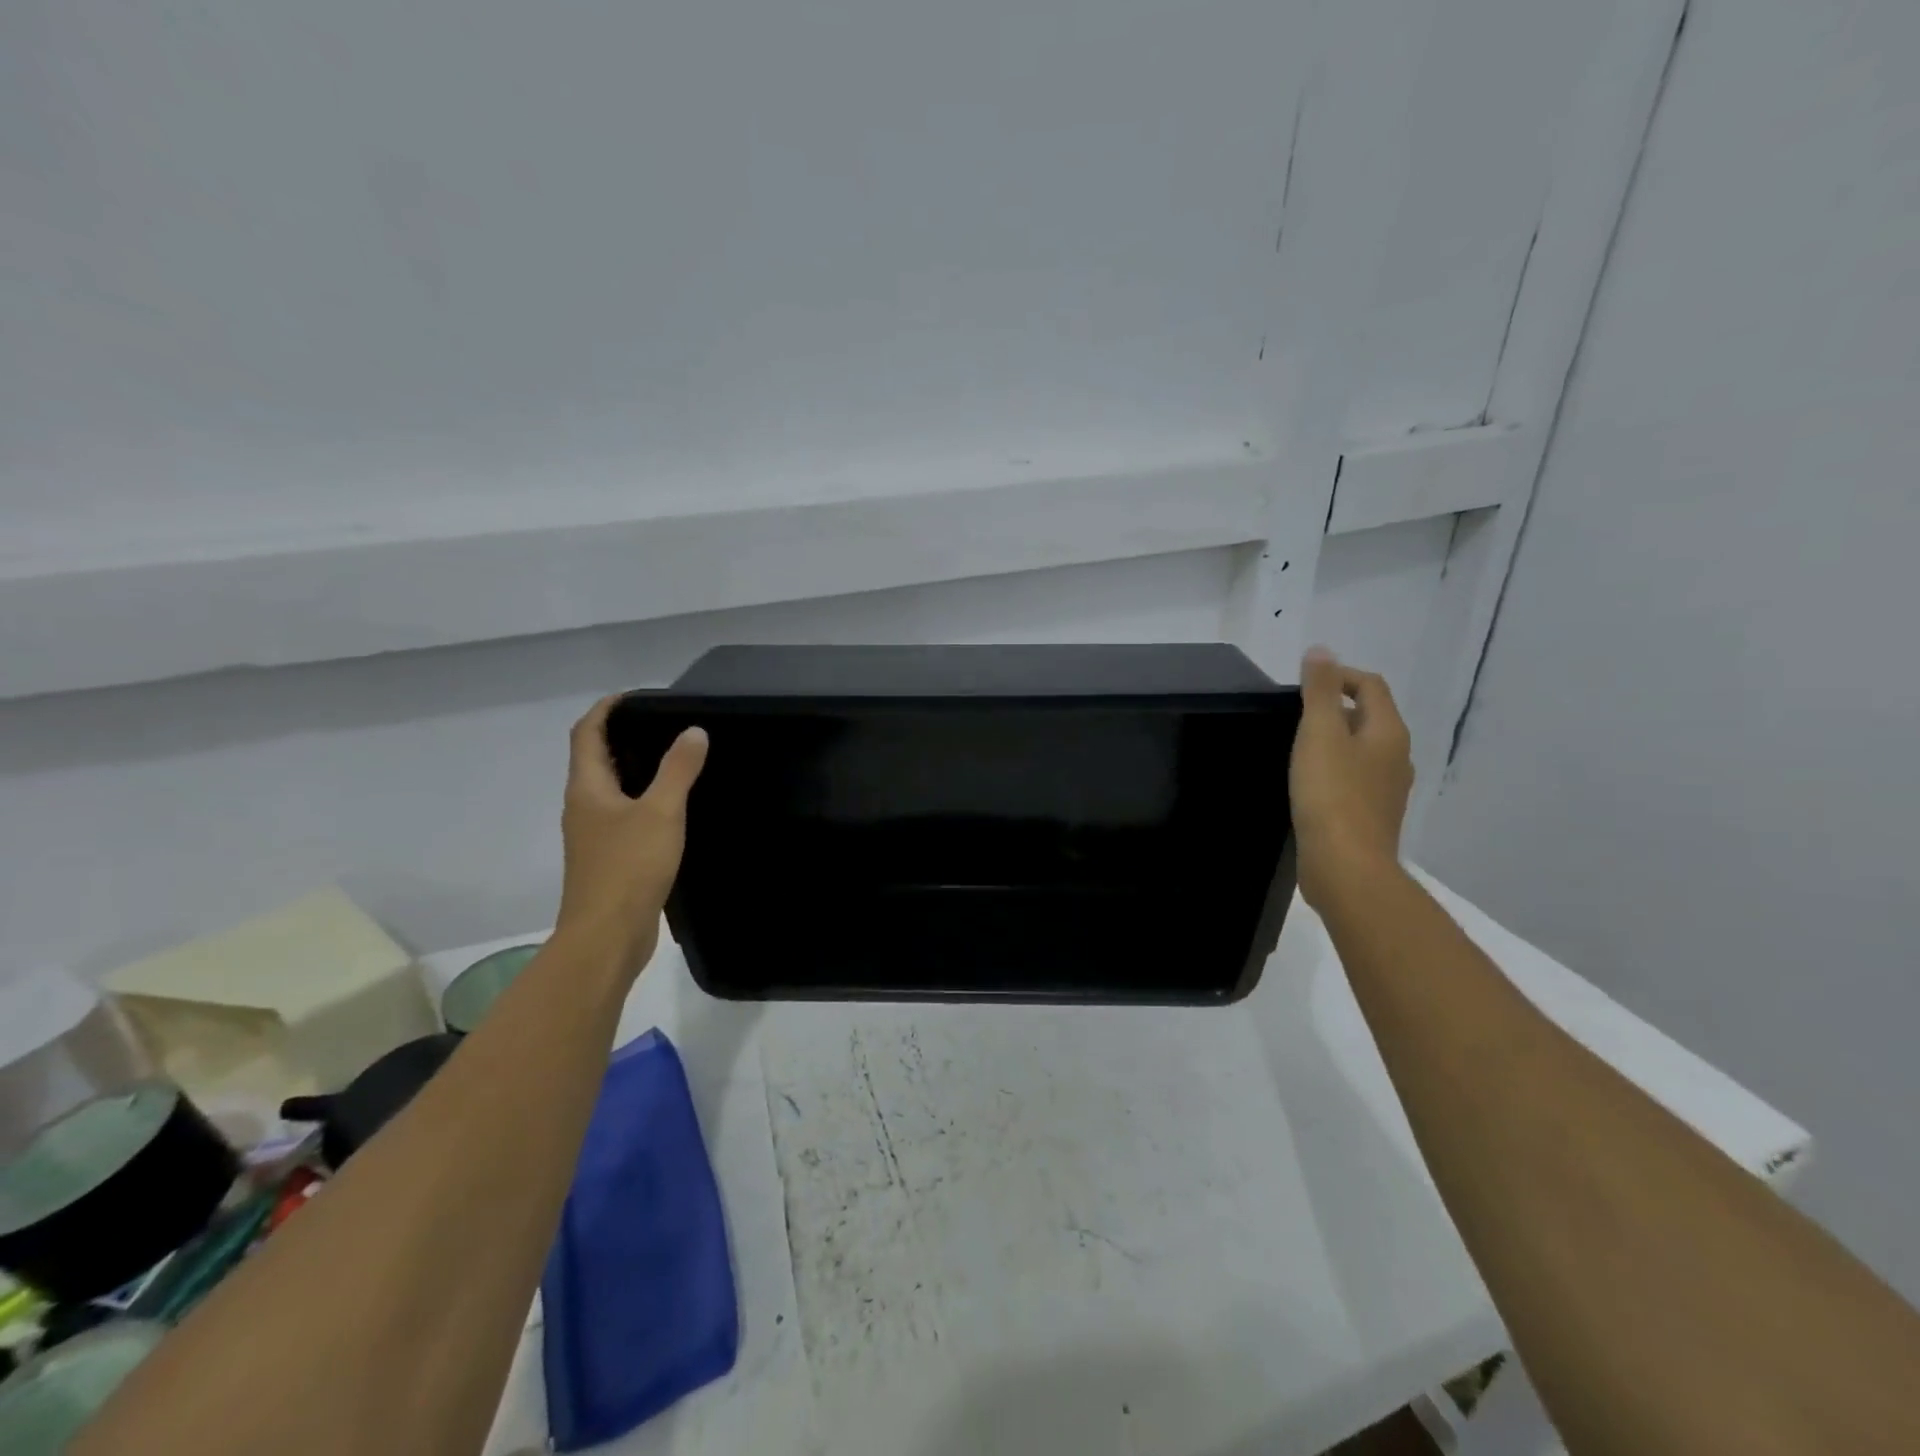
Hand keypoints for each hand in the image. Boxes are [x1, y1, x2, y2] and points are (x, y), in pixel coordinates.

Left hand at [555, 696, 708, 976]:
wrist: (607, 935)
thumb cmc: (628, 867)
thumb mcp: (661, 811)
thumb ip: (678, 770)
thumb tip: (693, 731)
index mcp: (587, 788)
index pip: (586, 733)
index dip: (606, 709)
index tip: (636, 696)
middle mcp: (583, 806)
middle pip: (594, 759)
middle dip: (621, 736)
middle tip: (664, 724)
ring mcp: (593, 835)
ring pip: (609, 789)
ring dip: (632, 769)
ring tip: (673, 758)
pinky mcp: (608, 857)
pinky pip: (623, 815)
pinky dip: (642, 799)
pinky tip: (671, 807)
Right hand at [1290, 647, 1413, 909]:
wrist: (1346, 866)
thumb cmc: (1331, 794)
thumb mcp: (1319, 734)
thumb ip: (1319, 691)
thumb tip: (1322, 650)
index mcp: (1388, 732)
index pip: (1371, 686)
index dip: (1339, 676)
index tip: (1301, 685)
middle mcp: (1396, 756)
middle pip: (1369, 717)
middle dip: (1334, 708)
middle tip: (1294, 715)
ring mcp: (1387, 789)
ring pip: (1362, 750)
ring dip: (1334, 740)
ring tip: (1297, 747)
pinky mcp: (1370, 815)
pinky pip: (1354, 778)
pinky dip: (1334, 769)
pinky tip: (1308, 783)